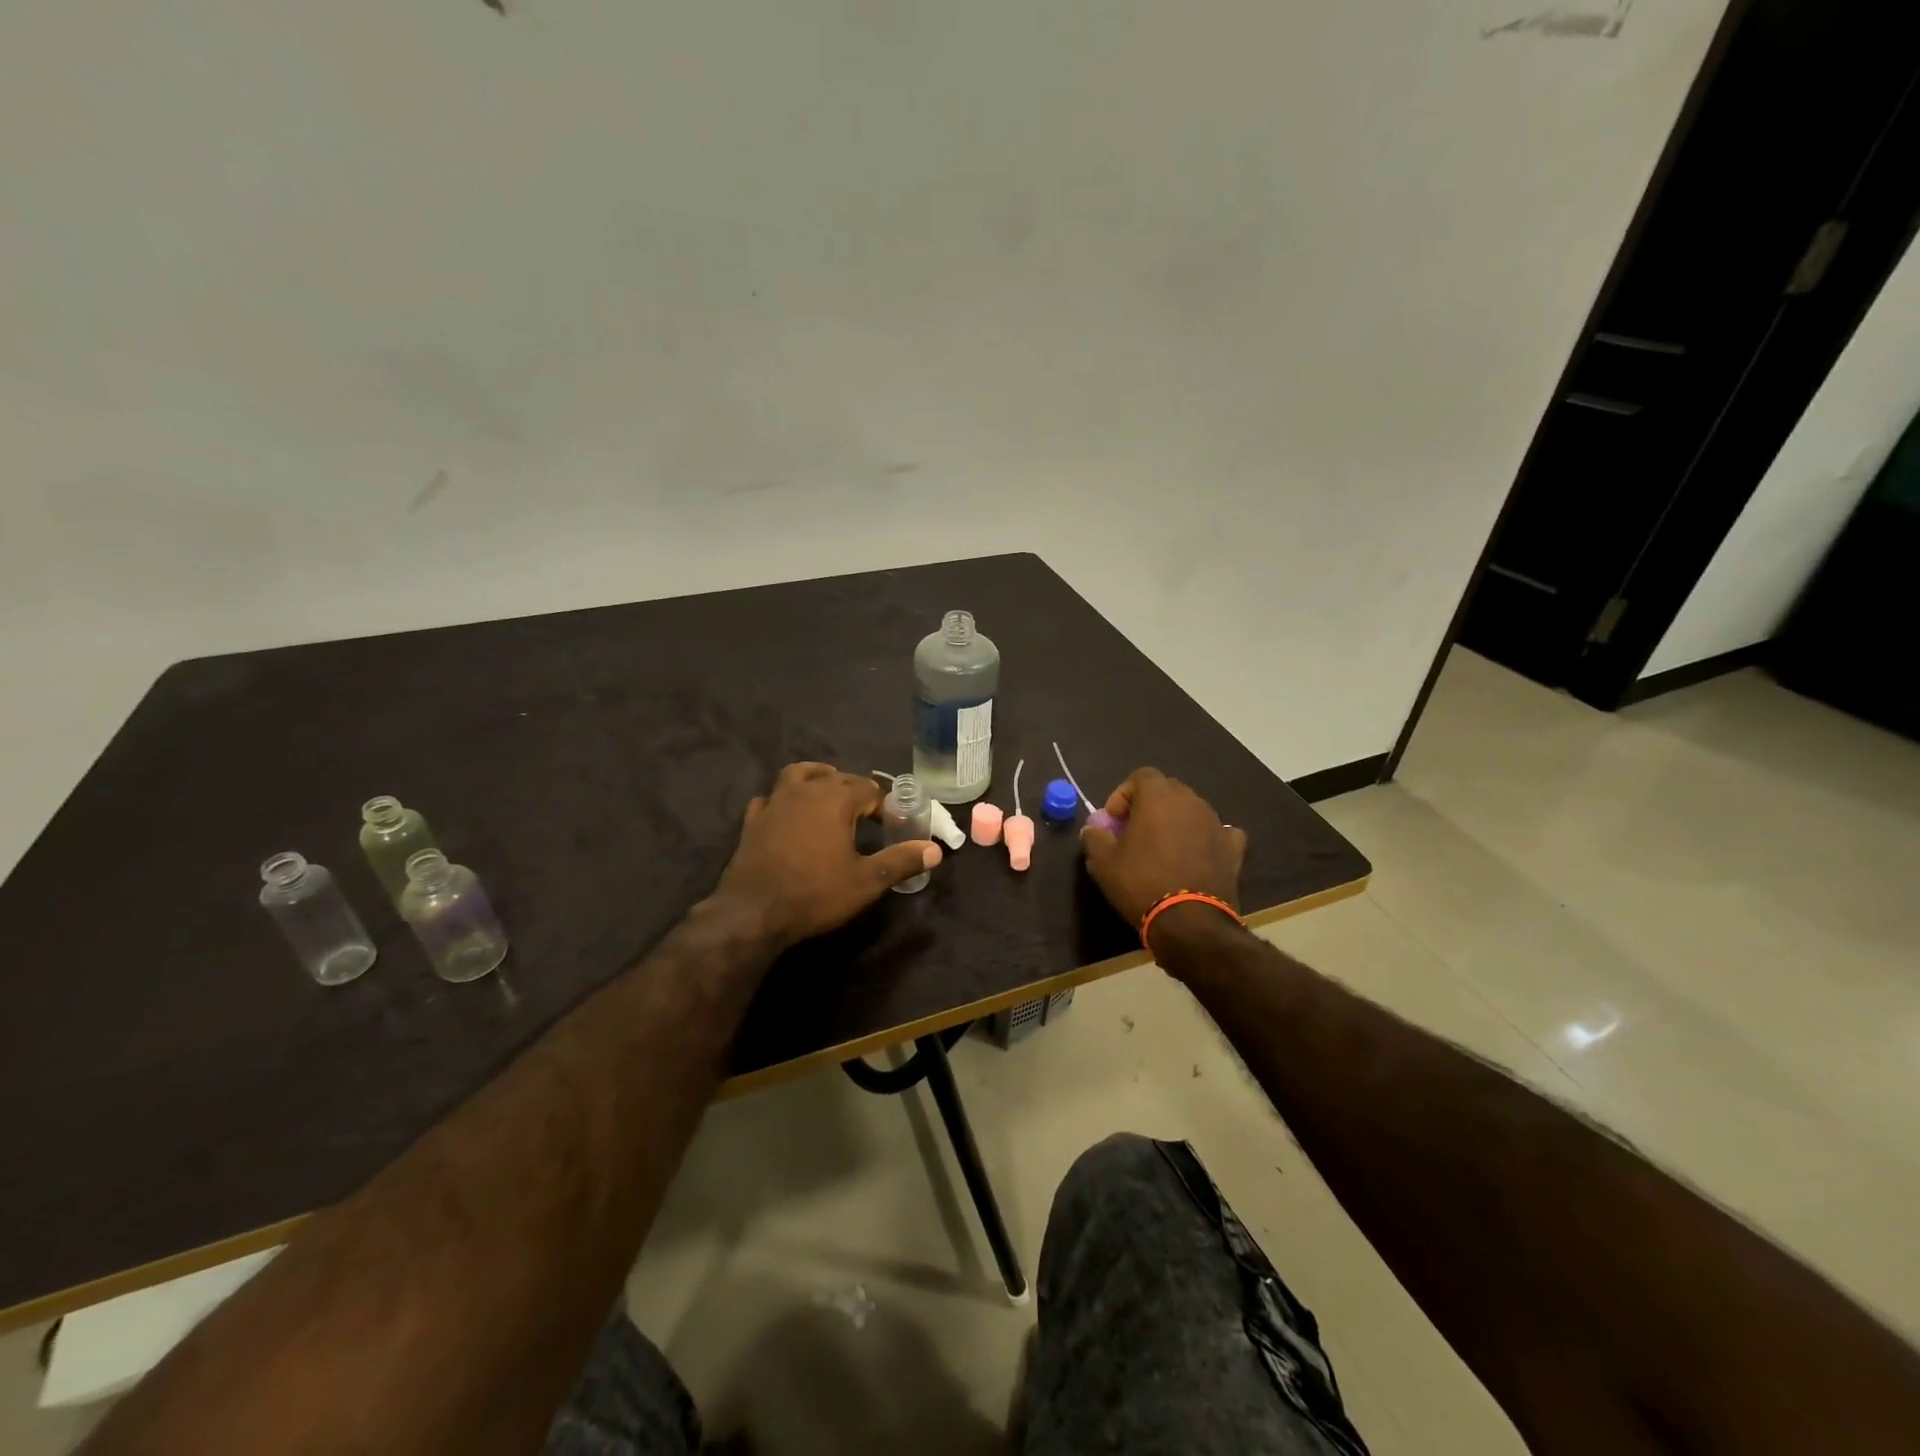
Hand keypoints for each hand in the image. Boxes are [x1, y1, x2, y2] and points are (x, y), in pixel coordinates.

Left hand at [710, 763, 941, 949]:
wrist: (753, 913)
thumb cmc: (815, 894)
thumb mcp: (866, 881)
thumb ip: (901, 861)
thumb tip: (935, 850)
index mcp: (835, 799)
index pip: (869, 788)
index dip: (884, 804)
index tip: (892, 823)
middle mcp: (805, 791)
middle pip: (837, 777)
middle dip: (855, 790)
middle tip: (868, 813)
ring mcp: (775, 803)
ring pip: (798, 775)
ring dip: (817, 778)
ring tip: (828, 791)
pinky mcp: (753, 820)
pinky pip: (770, 797)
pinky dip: (783, 799)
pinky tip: (787, 812)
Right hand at [1080, 768, 1245, 927]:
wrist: (1190, 922)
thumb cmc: (1141, 883)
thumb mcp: (1102, 862)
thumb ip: (1094, 837)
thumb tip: (1094, 828)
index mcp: (1158, 797)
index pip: (1141, 776)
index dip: (1123, 794)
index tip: (1114, 821)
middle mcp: (1191, 801)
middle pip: (1168, 790)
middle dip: (1149, 805)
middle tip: (1135, 832)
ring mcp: (1216, 823)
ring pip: (1192, 810)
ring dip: (1176, 821)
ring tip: (1163, 849)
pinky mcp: (1234, 848)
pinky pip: (1218, 833)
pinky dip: (1205, 839)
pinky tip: (1196, 856)